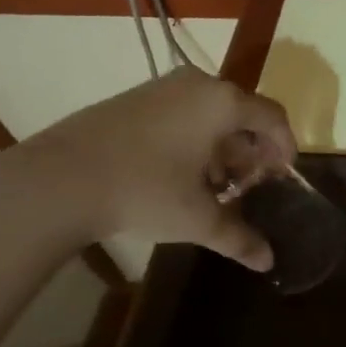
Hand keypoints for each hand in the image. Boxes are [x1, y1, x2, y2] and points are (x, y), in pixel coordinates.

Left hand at [15, 69, 295, 269]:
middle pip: (242, 112)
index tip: (283, 175)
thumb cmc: (145, 190)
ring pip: (210, 112)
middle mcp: (198, 84)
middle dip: (251, 150)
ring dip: (222, 146)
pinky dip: (194, 138)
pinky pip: (182, 112)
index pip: (273, 116)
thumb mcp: (197, 219)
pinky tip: (181, 173)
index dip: (285, 146)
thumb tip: (268, 262)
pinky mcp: (135, 97)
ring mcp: (163, 87)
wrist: (60, 178)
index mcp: (223, 102)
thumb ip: (239, 237)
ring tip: (216, 185)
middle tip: (250, 185)